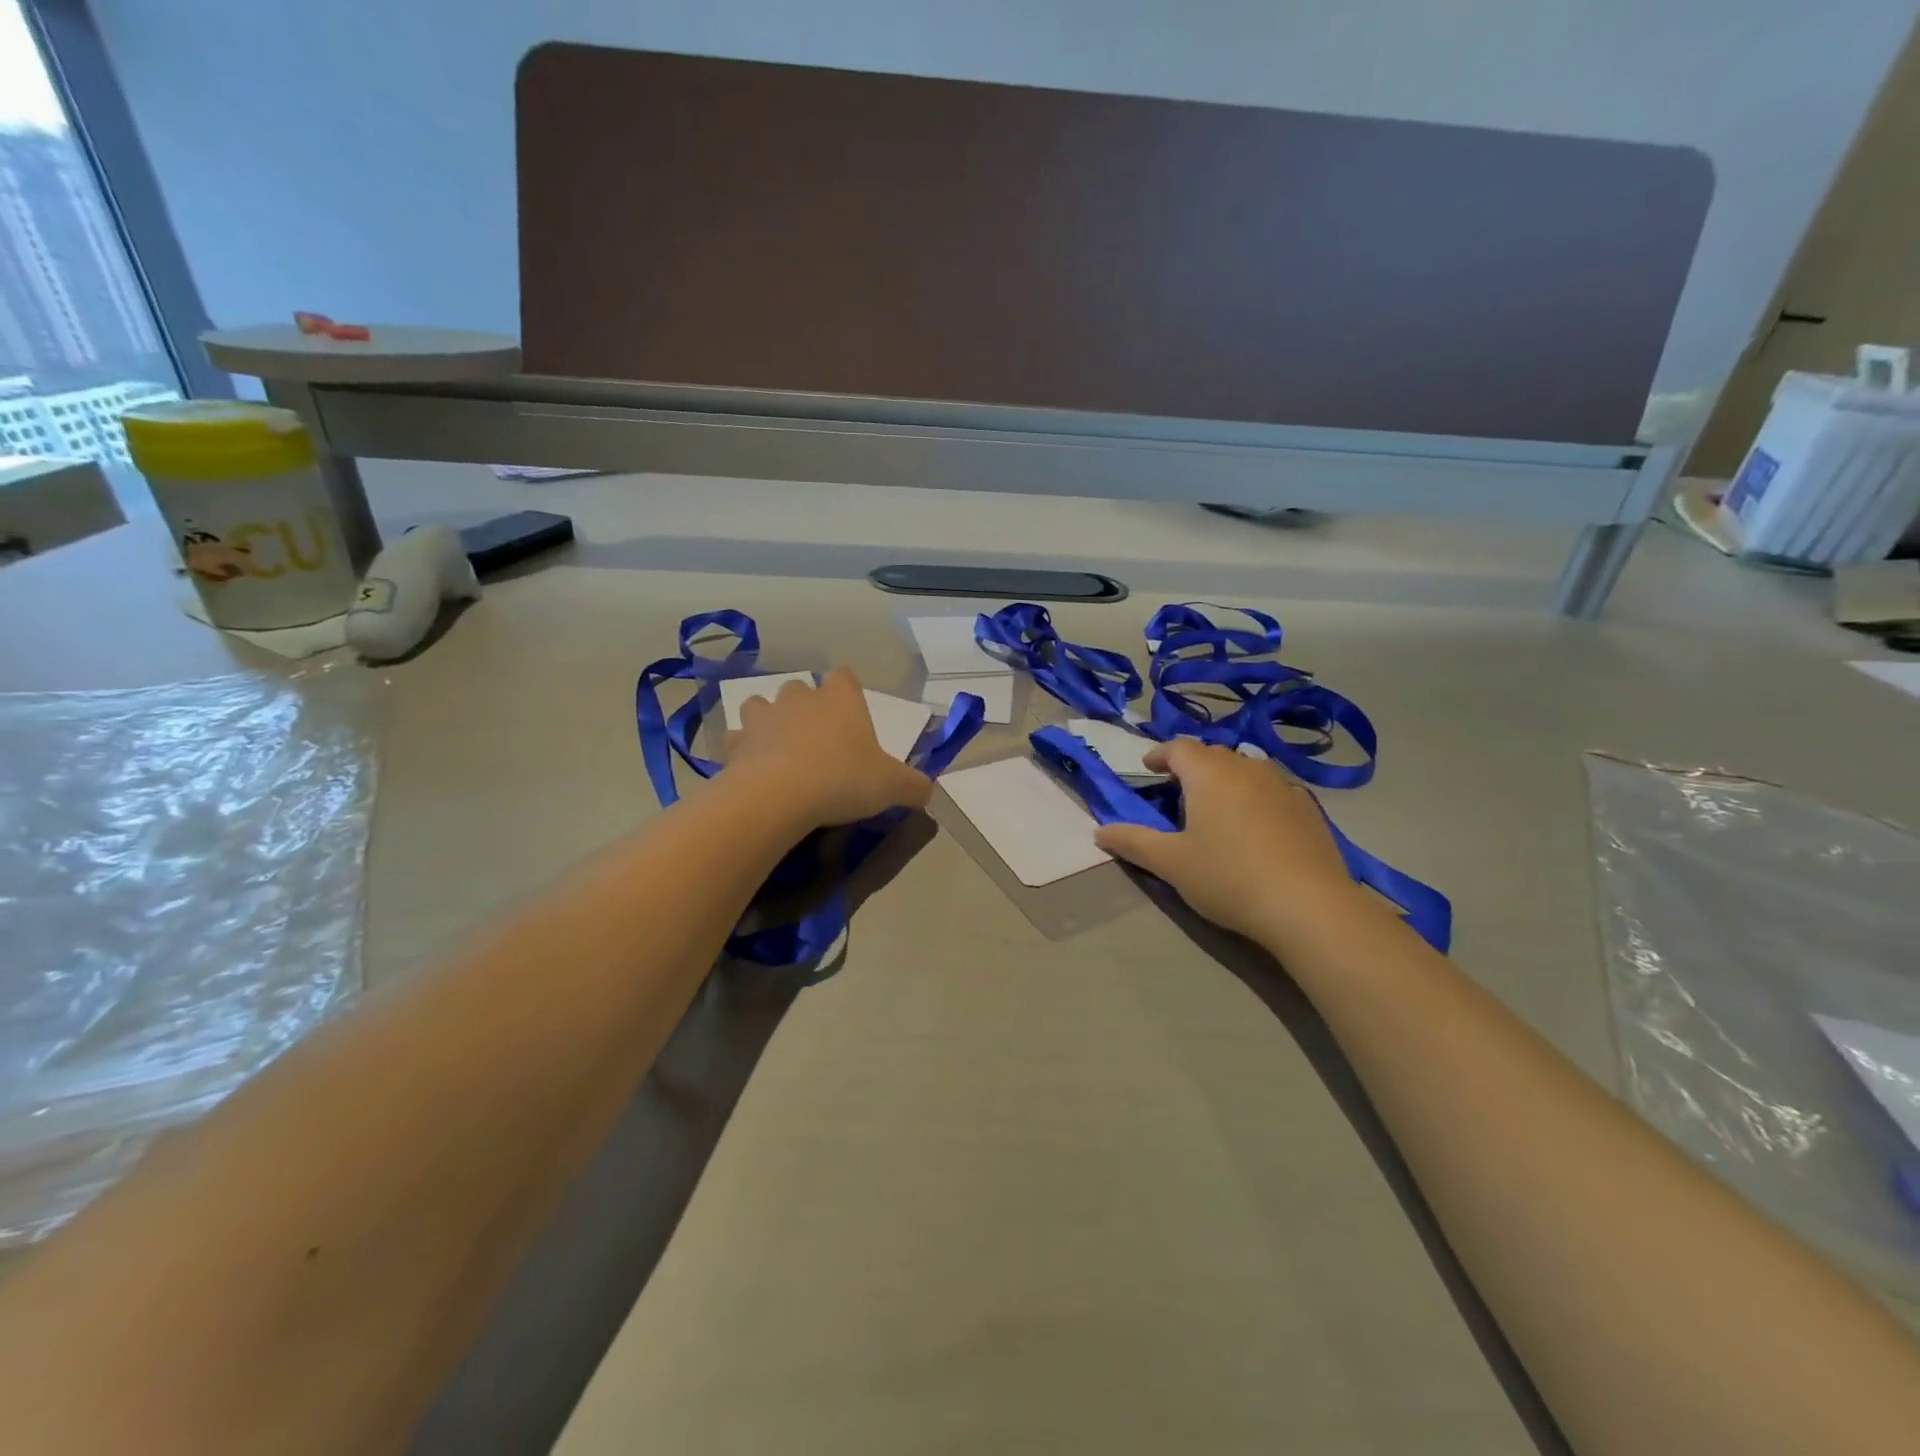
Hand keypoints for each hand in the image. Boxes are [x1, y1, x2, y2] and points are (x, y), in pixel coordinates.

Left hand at [727, 668, 932, 827]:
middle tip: (819, 743)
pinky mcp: (735, 743)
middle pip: (801, 689)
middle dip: (807, 709)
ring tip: (781, 752)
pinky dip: (744, 751)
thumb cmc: (843, 779)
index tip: (852, 719)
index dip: (848, 694)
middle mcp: (800, 698)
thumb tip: (927, 791)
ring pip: (762, 706)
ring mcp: (763, 717)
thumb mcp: (892, 786)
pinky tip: (754, 772)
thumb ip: (914, 786)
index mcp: (841, 698)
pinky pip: (738, 740)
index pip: (845, 677)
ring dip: (770, 723)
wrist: (778, 796)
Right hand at [1094, 740, 1375, 947]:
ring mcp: (1283, 785)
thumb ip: (1133, 842)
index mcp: (1209, 773)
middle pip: (1213, 755)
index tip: (1148, 768)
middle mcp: (1247, 767)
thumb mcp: (1171, 864)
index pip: (1178, 748)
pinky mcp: (1308, 808)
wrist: (1309, 906)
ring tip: (1215, 808)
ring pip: (1245, 770)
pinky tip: (1254, 828)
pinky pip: (1271, 790)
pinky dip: (1254, 798)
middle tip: (1177, 792)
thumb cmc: (1229, 877)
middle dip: (1191, 767)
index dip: (1160, 754)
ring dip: (1225, 780)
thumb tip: (1099, 831)